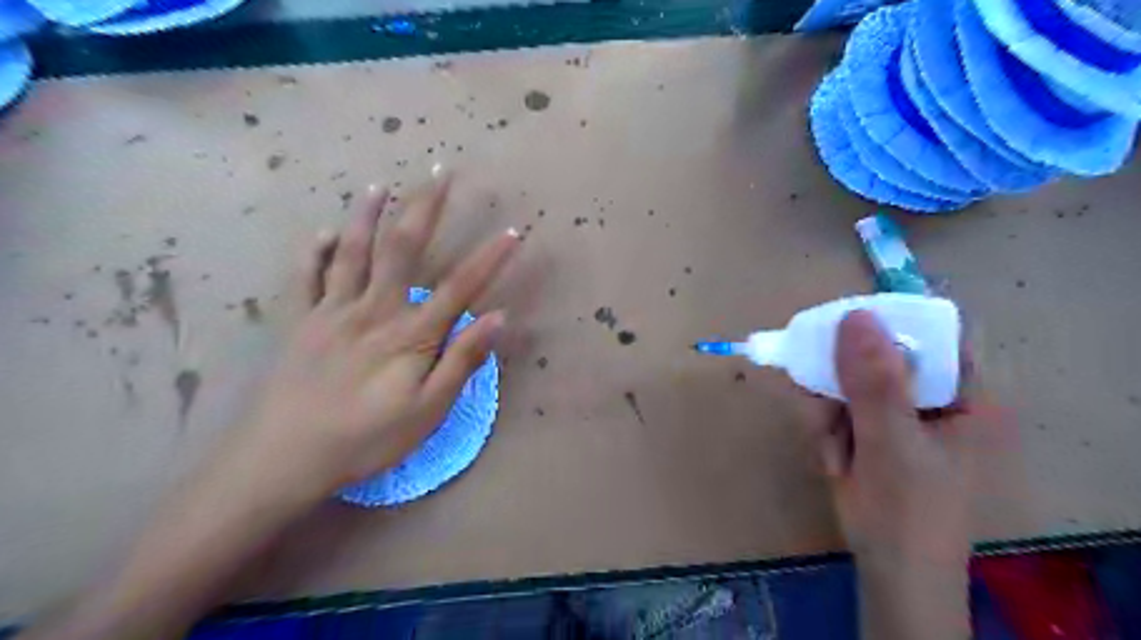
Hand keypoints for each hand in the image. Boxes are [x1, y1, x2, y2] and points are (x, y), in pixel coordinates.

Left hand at [18, 178, 519, 638]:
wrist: (285, 457)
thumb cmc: (367, 438)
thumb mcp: (428, 410)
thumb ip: (462, 360)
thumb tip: (498, 317)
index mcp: (410, 334)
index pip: (460, 286)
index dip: (490, 258)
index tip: (512, 231)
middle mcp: (374, 310)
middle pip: (403, 248)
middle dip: (424, 207)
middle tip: (439, 172)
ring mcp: (332, 311)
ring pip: (352, 251)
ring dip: (367, 214)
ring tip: (379, 185)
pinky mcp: (301, 322)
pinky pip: (307, 277)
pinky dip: (315, 251)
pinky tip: (323, 233)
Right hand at [795, 309, 975, 569]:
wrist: (888, 572)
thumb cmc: (907, 511)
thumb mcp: (892, 442)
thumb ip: (875, 382)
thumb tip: (854, 315)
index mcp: (965, 395)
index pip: (932, 335)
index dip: (890, 322)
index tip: (842, 325)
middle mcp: (932, 398)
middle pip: (881, 357)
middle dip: (846, 383)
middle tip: (829, 410)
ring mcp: (899, 414)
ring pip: (850, 381)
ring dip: (832, 411)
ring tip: (837, 453)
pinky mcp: (871, 430)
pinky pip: (838, 406)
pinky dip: (827, 428)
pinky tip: (834, 459)